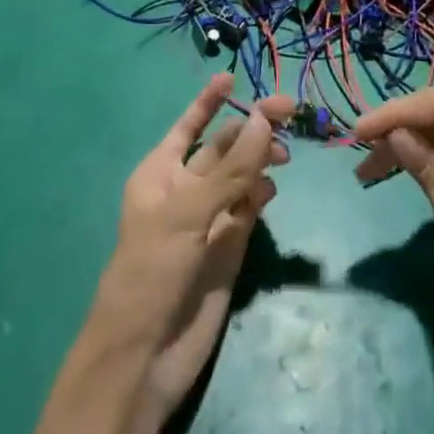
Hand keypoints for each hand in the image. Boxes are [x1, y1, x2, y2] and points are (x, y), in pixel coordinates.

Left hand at [90, 76, 293, 428]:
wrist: (144, 358)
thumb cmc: (151, 270)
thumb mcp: (186, 213)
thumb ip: (229, 169)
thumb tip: (262, 119)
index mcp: (160, 172)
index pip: (189, 125)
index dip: (209, 101)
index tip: (232, 76)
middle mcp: (185, 189)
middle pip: (223, 147)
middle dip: (250, 127)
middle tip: (289, 111)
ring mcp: (209, 218)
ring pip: (241, 175)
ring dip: (260, 158)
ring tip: (284, 155)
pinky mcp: (229, 247)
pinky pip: (249, 208)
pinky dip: (262, 194)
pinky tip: (271, 191)